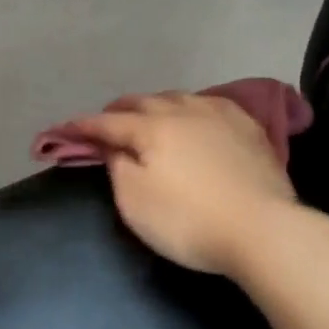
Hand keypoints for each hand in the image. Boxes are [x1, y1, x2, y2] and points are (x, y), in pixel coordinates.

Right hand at [63, 92, 298, 276]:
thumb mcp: (135, 201)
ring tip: (149, 115)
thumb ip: (117, 167)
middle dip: (119, 109)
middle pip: (144, 101)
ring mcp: (221, 116)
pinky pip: (212, 105)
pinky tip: (196, 116)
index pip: (108, 122)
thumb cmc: (188, 220)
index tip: (66, 130)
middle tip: (107, 122)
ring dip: (156, 104)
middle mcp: (184, 111)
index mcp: (152, 127)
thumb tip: (113, 146)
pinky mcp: (250, 129)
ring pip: (179, 98)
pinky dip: (192, 108)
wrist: (263, 230)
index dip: (84, 126)